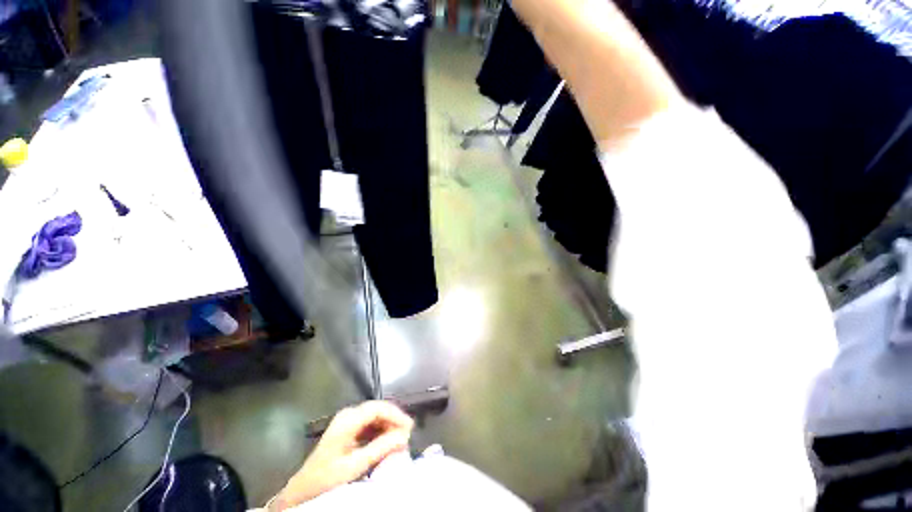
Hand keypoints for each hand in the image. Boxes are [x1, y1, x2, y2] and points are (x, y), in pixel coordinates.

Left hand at [270, 401, 413, 509]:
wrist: (303, 490)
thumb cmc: (327, 478)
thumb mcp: (355, 465)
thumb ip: (380, 448)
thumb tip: (405, 435)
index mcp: (348, 419)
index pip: (378, 408)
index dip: (396, 415)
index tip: (410, 427)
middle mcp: (349, 414)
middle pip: (378, 409)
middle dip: (394, 420)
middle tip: (408, 433)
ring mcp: (348, 420)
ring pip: (375, 415)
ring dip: (388, 425)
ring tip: (400, 438)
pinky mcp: (349, 428)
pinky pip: (370, 423)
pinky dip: (381, 430)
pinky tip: (388, 440)